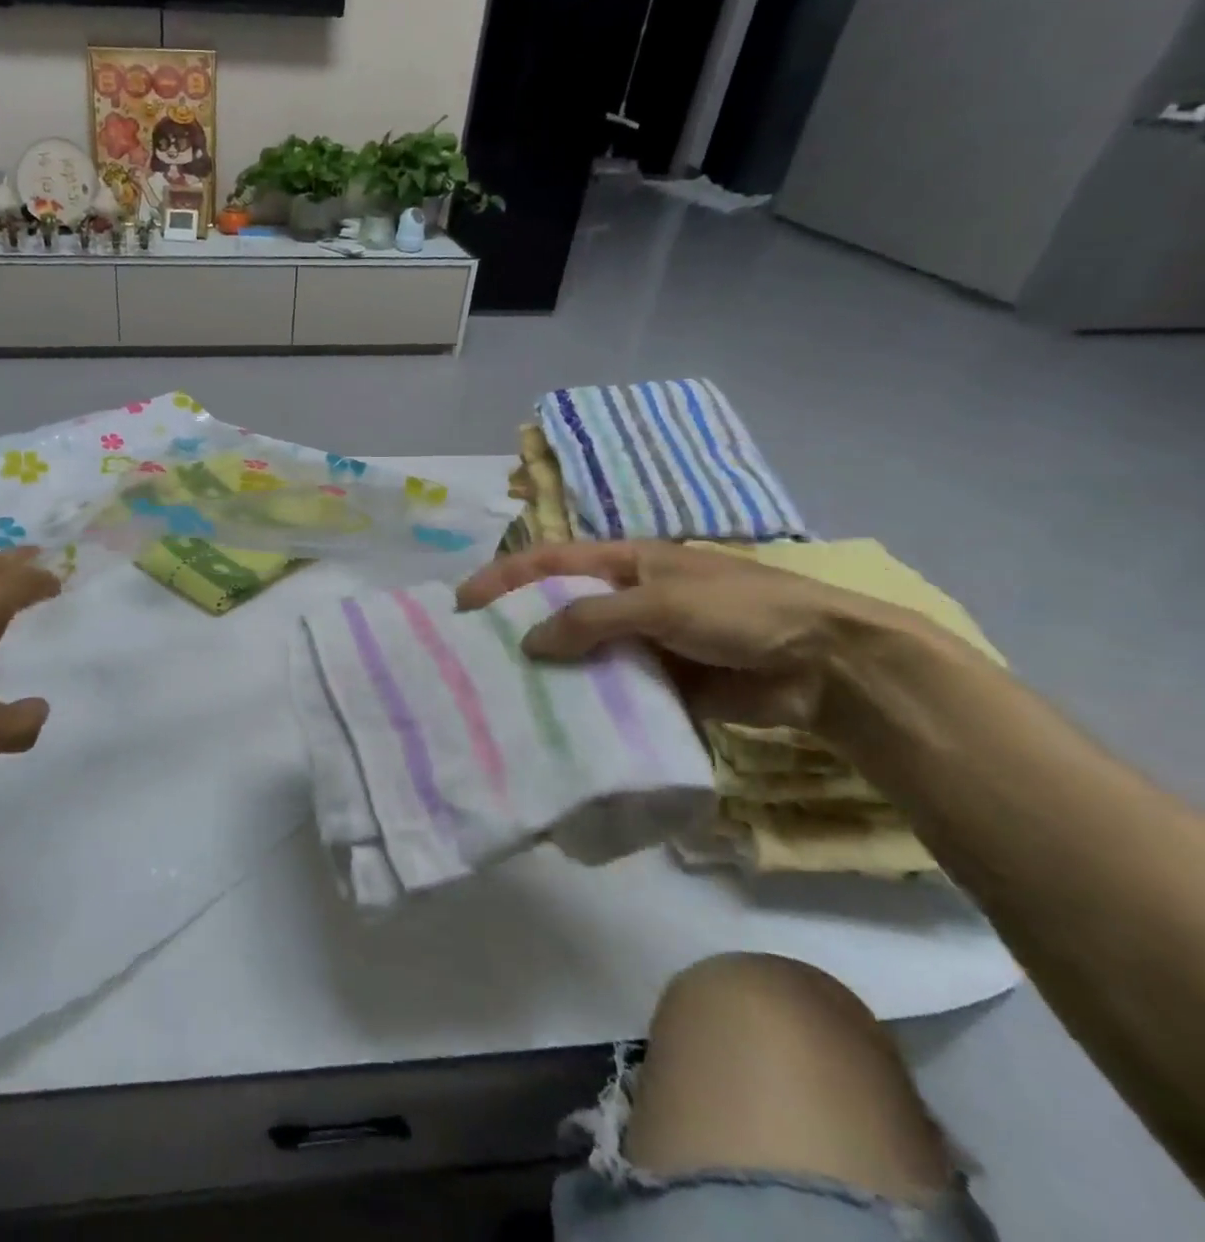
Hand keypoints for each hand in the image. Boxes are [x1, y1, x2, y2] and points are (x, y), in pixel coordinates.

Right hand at [456, 541, 918, 734]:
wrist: (826, 664)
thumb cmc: (741, 611)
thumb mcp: (662, 602)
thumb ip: (591, 619)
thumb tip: (528, 643)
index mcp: (623, 564)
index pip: (547, 563)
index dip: (502, 577)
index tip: (461, 603)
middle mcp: (623, 600)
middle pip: (555, 608)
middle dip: (515, 626)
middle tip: (472, 656)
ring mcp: (639, 643)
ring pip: (577, 654)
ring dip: (546, 670)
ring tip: (503, 694)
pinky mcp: (657, 684)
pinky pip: (608, 691)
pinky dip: (583, 704)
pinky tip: (555, 724)